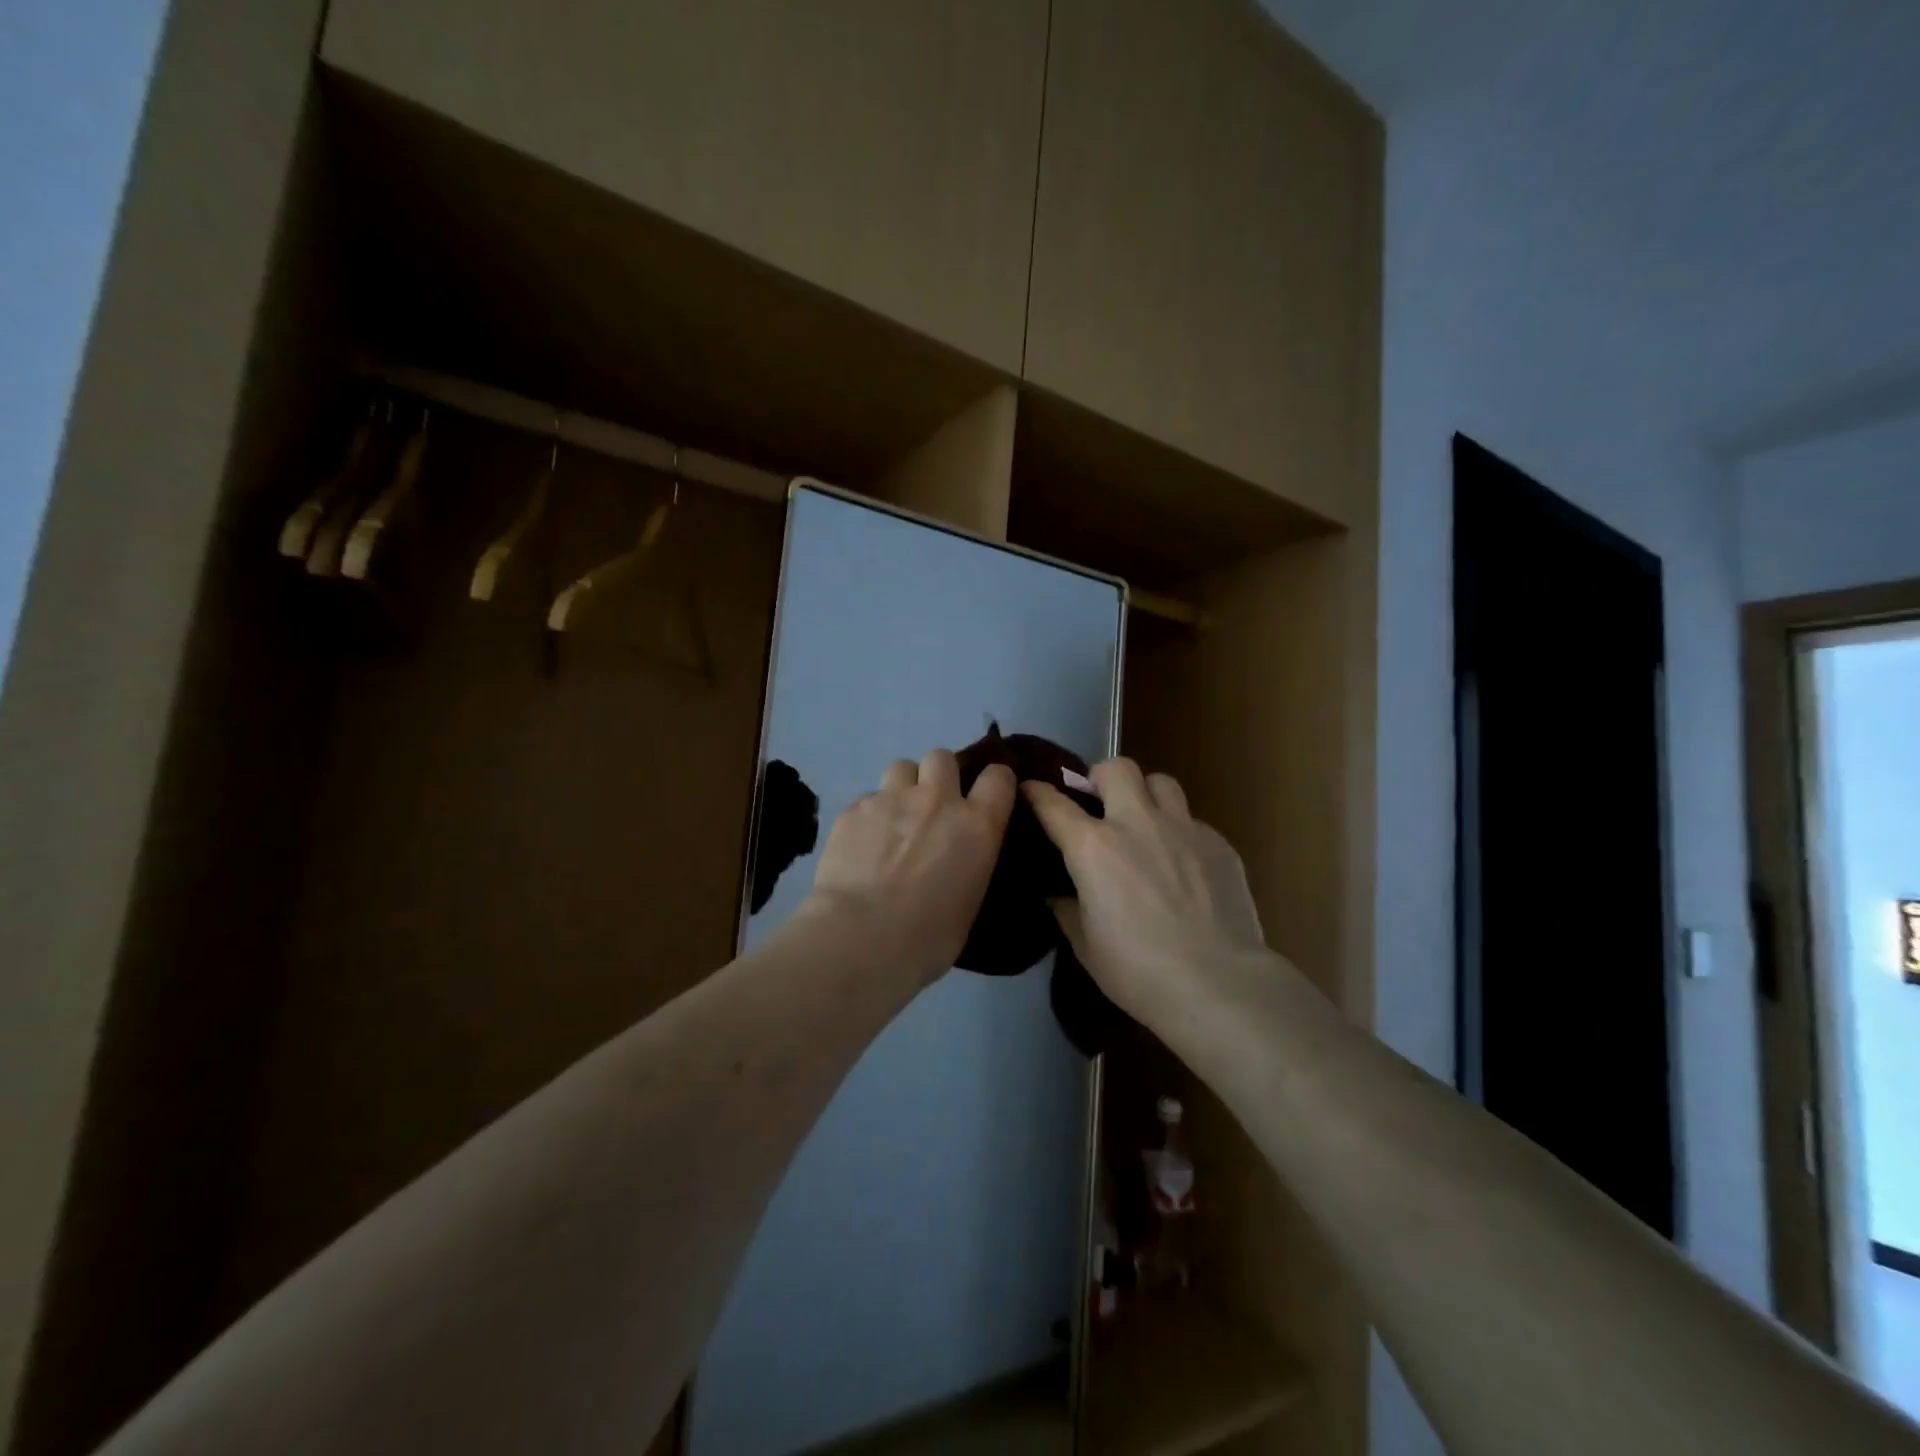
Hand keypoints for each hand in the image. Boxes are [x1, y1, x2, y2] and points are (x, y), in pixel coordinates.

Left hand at [799, 750, 1015, 987]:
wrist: (861, 938)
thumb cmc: (927, 937)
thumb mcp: (970, 902)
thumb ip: (970, 865)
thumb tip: (961, 862)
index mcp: (977, 824)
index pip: (998, 777)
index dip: (994, 782)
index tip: (986, 796)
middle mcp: (937, 799)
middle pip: (942, 757)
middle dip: (939, 775)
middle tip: (932, 806)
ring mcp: (892, 799)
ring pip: (902, 767)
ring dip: (904, 786)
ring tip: (895, 817)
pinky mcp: (854, 808)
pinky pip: (868, 797)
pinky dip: (870, 813)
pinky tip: (862, 841)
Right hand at [1024, 759, 1268, 1022]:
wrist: (1218, 984)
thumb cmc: (1138, 969)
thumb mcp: (1085, 945)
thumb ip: (1067, 910)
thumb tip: (1058, 895)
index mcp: (1094, 847)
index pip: (1053, 803)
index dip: (1036, 793)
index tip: (1030, 790)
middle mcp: (1137, 823)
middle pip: (1117, 768)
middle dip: (1101, 777)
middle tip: (1100, 804)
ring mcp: (1183, 828)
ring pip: (1161, 782)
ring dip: (1146, 794)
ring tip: (1145, 822)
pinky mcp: (1219, 844)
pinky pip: (1193, 821)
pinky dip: (1180, 834)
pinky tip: (1184, 865)